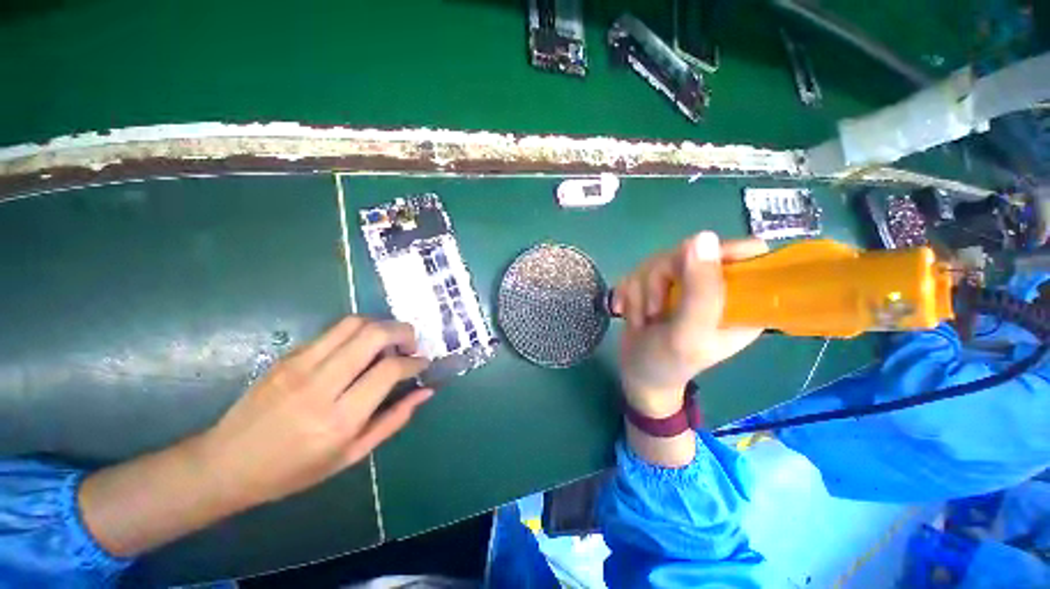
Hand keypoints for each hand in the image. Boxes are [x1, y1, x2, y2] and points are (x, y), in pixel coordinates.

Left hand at [201, 316, 432, 507]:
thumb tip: (426, 392)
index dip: (415, 362)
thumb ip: (394, 420)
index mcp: (339, 418)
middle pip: (373, 334)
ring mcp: (299, 365)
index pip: (389, 370)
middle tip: (411, 345)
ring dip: (382, 326)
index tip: (423, 364)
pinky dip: (358, 332)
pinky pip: (333, 331)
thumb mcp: (351, 455)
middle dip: (403, 332)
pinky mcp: (288, 355)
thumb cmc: (293, 470)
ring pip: (354, 323)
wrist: (226, 464)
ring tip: (390, 342)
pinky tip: (361, 349)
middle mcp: (320, 384)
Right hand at [612, 232, 767, 417]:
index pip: (746, 253)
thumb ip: (701, 290)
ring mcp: (680, 284)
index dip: (717, 254)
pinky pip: (636, 271)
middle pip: (688, 252)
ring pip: (656, 261)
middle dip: (661, 280)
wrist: (636, 373)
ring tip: (643, 320)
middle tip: (656, 311)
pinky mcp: (655, 286)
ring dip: (641, 292)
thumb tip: (702, 236)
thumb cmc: (669, 363)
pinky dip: (628, 293)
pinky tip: (627, 313)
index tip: (688, 270)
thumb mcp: (690, 333)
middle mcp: (712, 286)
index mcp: (740, 299)